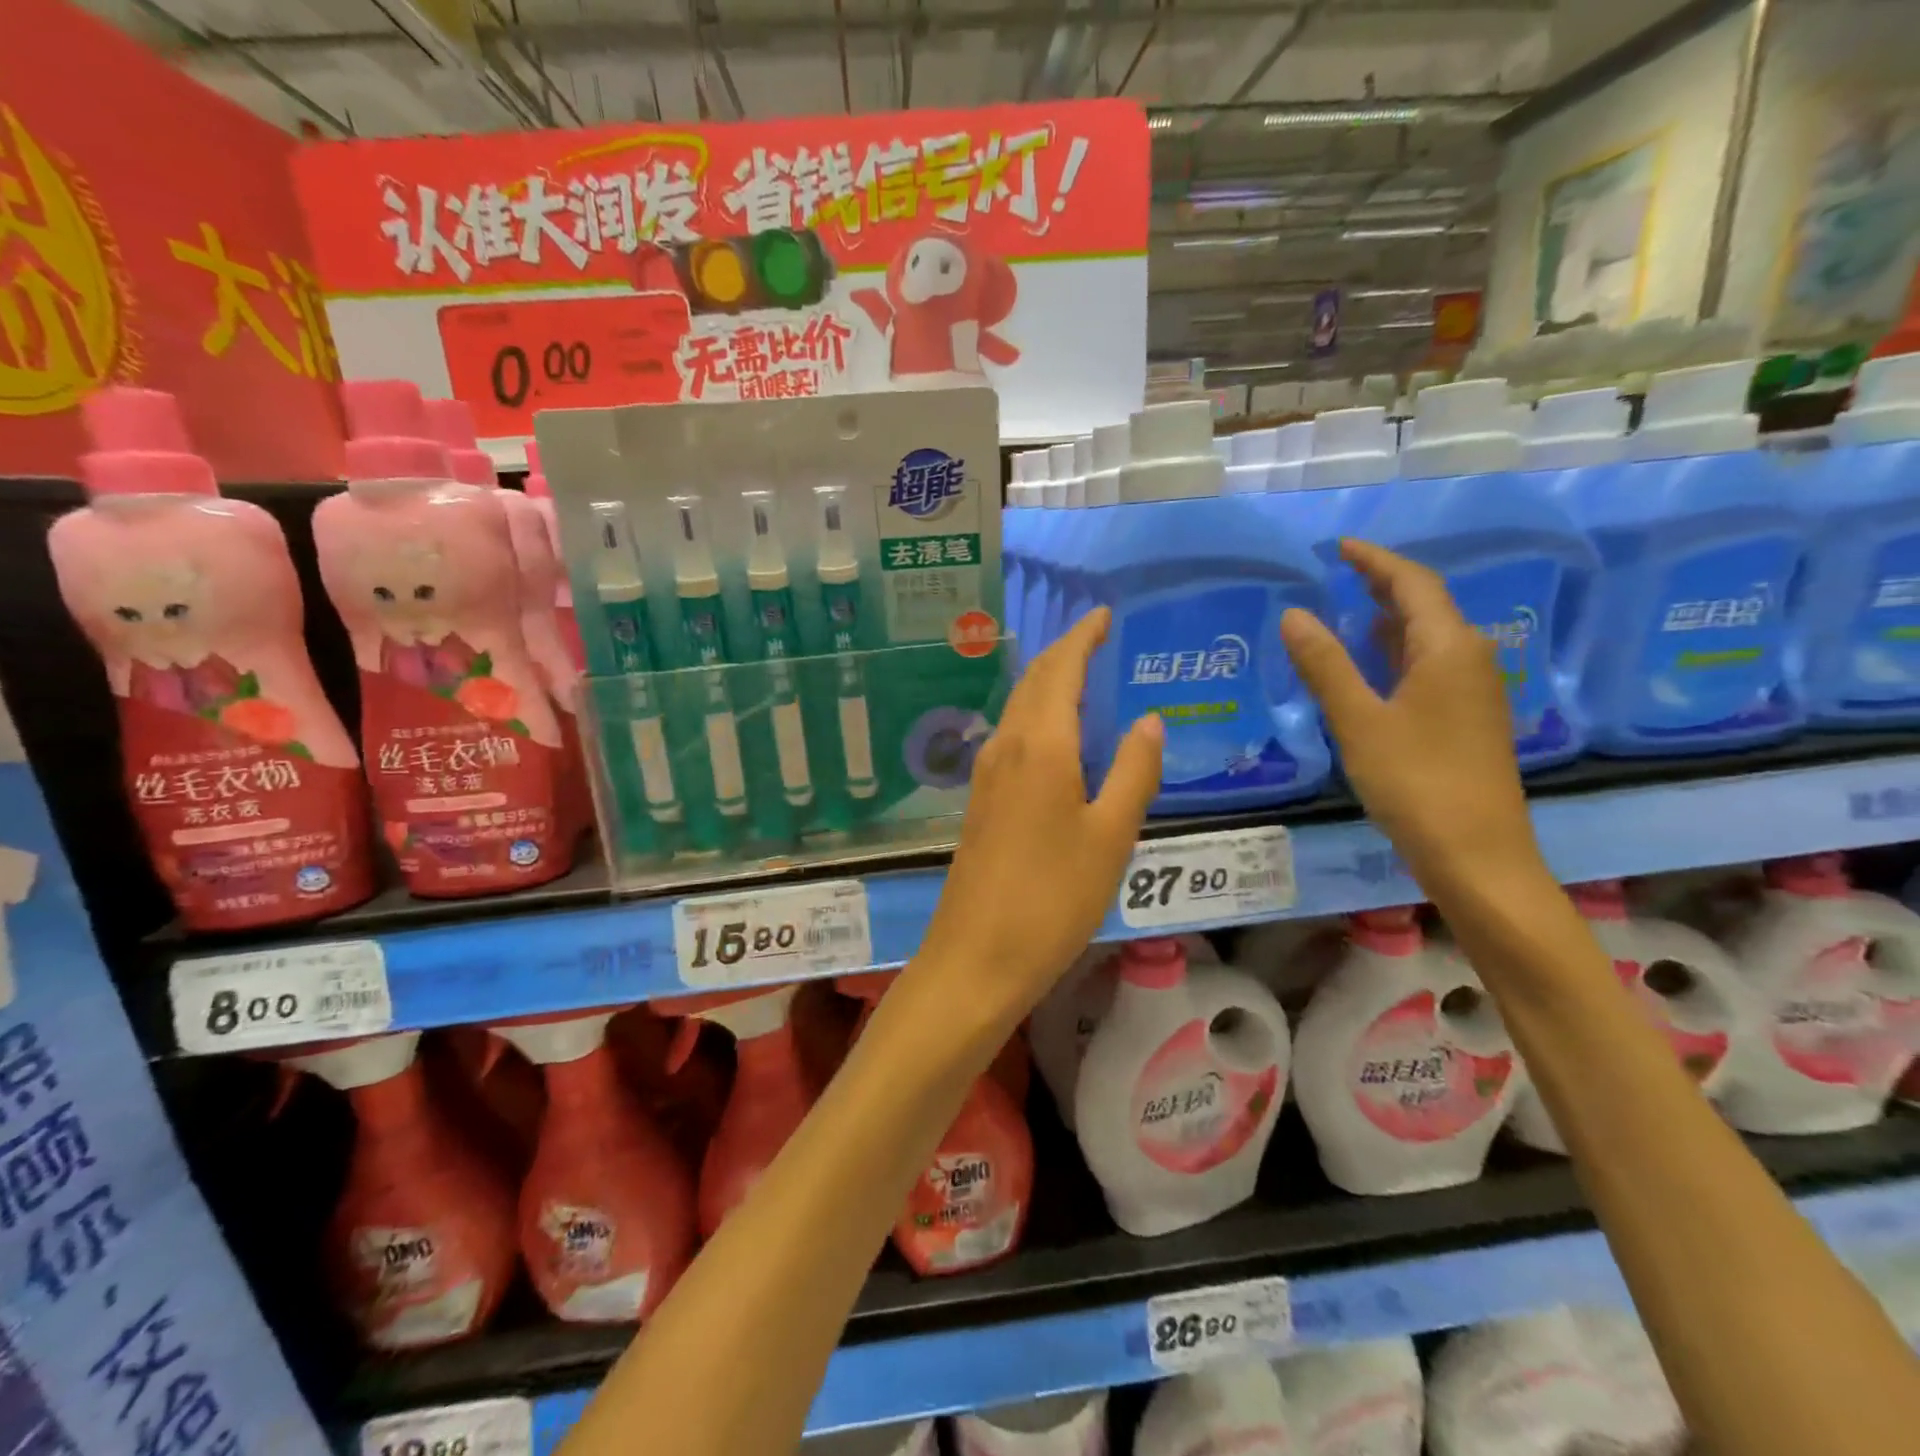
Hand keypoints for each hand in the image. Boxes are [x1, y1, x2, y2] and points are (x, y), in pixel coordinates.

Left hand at [915, 608, 1162, 1024]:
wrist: (977, 956)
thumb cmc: (1053, 898)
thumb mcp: (1111, 837)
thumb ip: (1133, 772)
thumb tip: (1149, 720)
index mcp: (1041, 746)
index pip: (1060, 671)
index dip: (1081, 638)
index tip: (1102, 615)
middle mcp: (1006, 748)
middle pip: (1033, 682)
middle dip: (1063, 653)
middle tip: (1096, 638)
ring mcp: (986, 775)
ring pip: (1018, 709)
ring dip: (1047, 683)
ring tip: (1081, 676)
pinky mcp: (979, 802)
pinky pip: (1011, 738)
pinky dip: (1036, 717)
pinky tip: (1055, 736)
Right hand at [1280, 540, 1545, 900]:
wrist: (1476, 853)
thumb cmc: (1415, 781)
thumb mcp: (1359, 721)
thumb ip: (1325, 665)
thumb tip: (1295, 614)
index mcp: (1448, 649)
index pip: (1412, 584)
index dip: (1375, 561)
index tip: (1340, 547)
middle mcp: (1470, 659)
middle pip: (1427, 605)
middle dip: (1384, 585)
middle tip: (1341, 573)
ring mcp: (1474, 690)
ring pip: (1430, 637)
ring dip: (1390, 619)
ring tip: (1348, 612)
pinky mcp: (1469, 718)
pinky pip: (1432, 664)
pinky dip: (1398, 652)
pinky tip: (1373, 666)